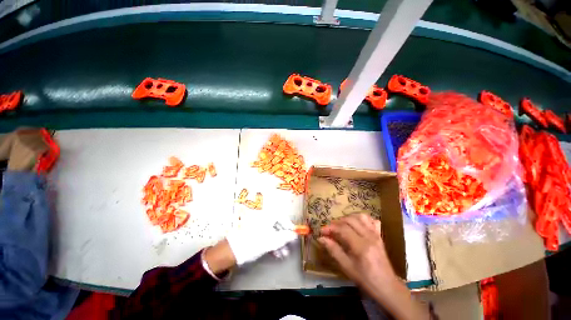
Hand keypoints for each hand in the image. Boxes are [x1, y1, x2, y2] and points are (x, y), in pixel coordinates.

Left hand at [226, 215, 297, 264]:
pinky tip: (276, 253)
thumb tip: (295, 235)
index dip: (289, 226)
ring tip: (283, 255)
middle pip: (278, 226)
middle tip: (290, 247)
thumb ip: (284, 237)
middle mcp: (263, 219)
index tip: (294, 235)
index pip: (282, 217)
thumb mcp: (271, 241)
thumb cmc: (253, 242)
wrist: (232, 251)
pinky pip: (267, 236)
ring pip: (273, 232)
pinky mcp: (255, 233)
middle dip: (285, 238)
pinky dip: (273, 244)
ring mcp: (259, 226)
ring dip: (280, 243)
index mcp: (267, 216)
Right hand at [319, 214, 428, 319]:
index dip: (331, 228)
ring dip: (348, 218)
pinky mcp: (379, 235)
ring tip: (341, 225)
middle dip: (337, 222)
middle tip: (330, 229)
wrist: (387, 286)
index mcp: (361, 246)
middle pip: (350, 220)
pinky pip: (371, 220)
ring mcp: (376, 234)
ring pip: (360, 216)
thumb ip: (334, 250)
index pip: (343, 229)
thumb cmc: (365, 279)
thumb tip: (321, 238)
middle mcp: (369, 236)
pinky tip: (356, 225)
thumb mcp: (347, 267)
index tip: (322, 231)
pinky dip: (361, 219)